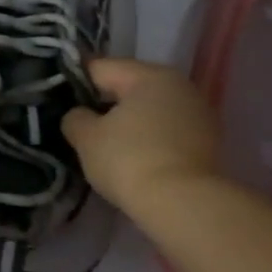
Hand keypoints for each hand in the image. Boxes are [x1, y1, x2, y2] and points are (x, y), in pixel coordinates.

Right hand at [62, 59, 219, 213]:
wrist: (182, 203)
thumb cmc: (129, 161)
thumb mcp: (87, 139)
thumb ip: (76, 118)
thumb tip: (79, 115)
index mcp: (149, 75)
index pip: (102, 68)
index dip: (76, 84)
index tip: (62, 104)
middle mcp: (179, 84)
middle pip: (131, 86)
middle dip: (107, 104)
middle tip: (85, 128)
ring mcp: (199, 112)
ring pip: (153, 109)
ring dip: (133, 122)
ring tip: (112, 147)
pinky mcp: (210, 140)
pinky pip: (170, 130)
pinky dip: (153, 138)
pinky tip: (139, 159)